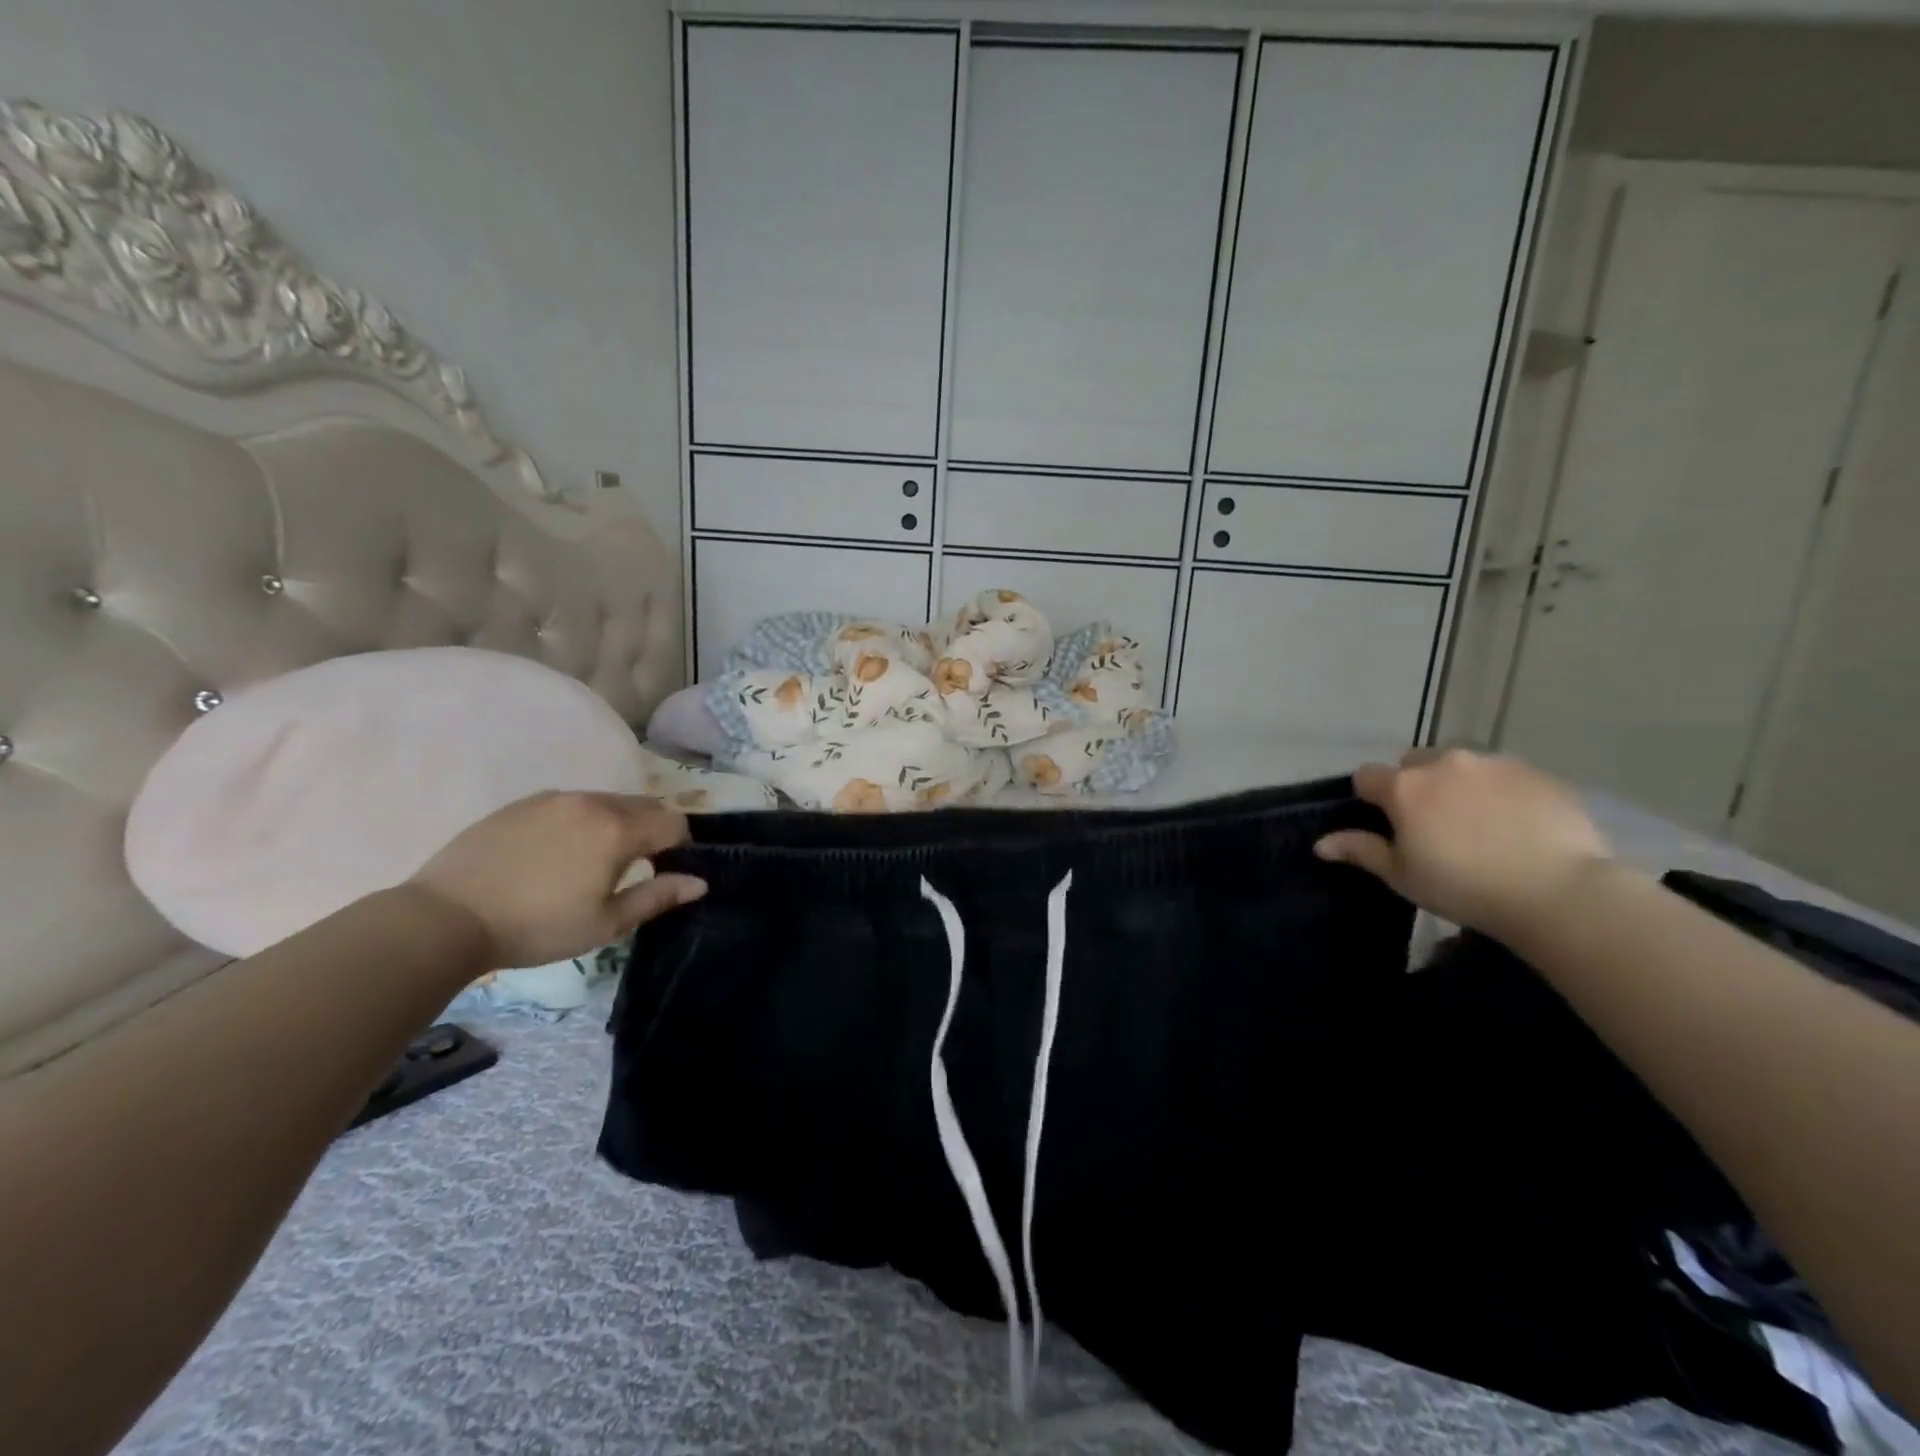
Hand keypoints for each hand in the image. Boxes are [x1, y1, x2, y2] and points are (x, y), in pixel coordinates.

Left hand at [407, 792, 704, 968]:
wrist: (446, 918)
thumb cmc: (537, 927)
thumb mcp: (606, 923)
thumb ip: (658, 897)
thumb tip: (700, 882)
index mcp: (618, 829)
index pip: (673, 822)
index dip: (679, 846)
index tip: (664, 872)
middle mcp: (591, 802)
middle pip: (643, 806)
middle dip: (650, 831)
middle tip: (632, 869)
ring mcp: (554, 798)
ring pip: (605, 802)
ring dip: (615, 824)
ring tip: (591, 862)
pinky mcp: (521, 804)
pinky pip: (570, 805)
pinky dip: (579, 822)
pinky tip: (555, 854)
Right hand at [1314, 749, 1611, 937]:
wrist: (1559, 892)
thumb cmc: (1464, 887)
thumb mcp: (1403, 876)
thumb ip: (1361, 851)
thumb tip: (1320, 844)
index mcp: (1404, 787)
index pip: (1367, 776)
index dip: (1370, 798)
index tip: (1386, 824)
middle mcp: (1444, 763)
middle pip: (1416, 763)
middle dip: (1417, 785)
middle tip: (1434, 825)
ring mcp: (1494, 764)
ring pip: (1463, 766)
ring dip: (1460, 785)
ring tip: (1481, 824)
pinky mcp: (1539, 773)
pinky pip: (1508, 776)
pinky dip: (1504, 793)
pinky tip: (1518, 826)